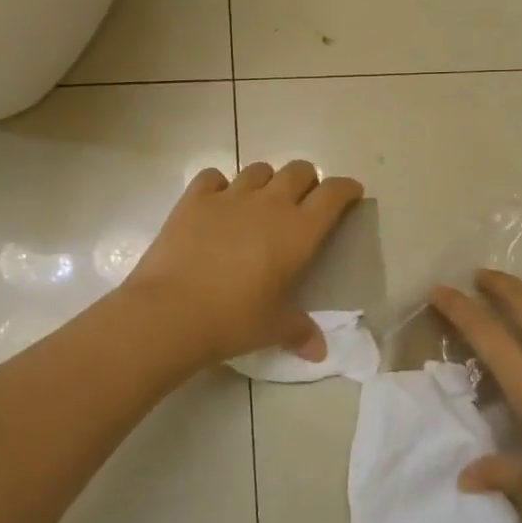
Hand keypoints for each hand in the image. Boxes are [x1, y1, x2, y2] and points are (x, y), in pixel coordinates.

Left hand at [124, 161, 364, 365]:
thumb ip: (300, 332)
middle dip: (308, 181)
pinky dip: (221, 186)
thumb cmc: (234, 320)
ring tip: (261, 202)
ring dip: (267, 181)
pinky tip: (218, 203)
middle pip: (299, 171)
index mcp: (299, 231)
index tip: (350, 193)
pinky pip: (214, 177)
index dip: (346, 189)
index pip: (333, 194)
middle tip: (304, 201)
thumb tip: (319, 352)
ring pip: (258, 170)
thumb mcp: (274, 328)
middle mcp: (269, 204)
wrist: (171, 311)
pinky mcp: (194, 199)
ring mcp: (230, 196)